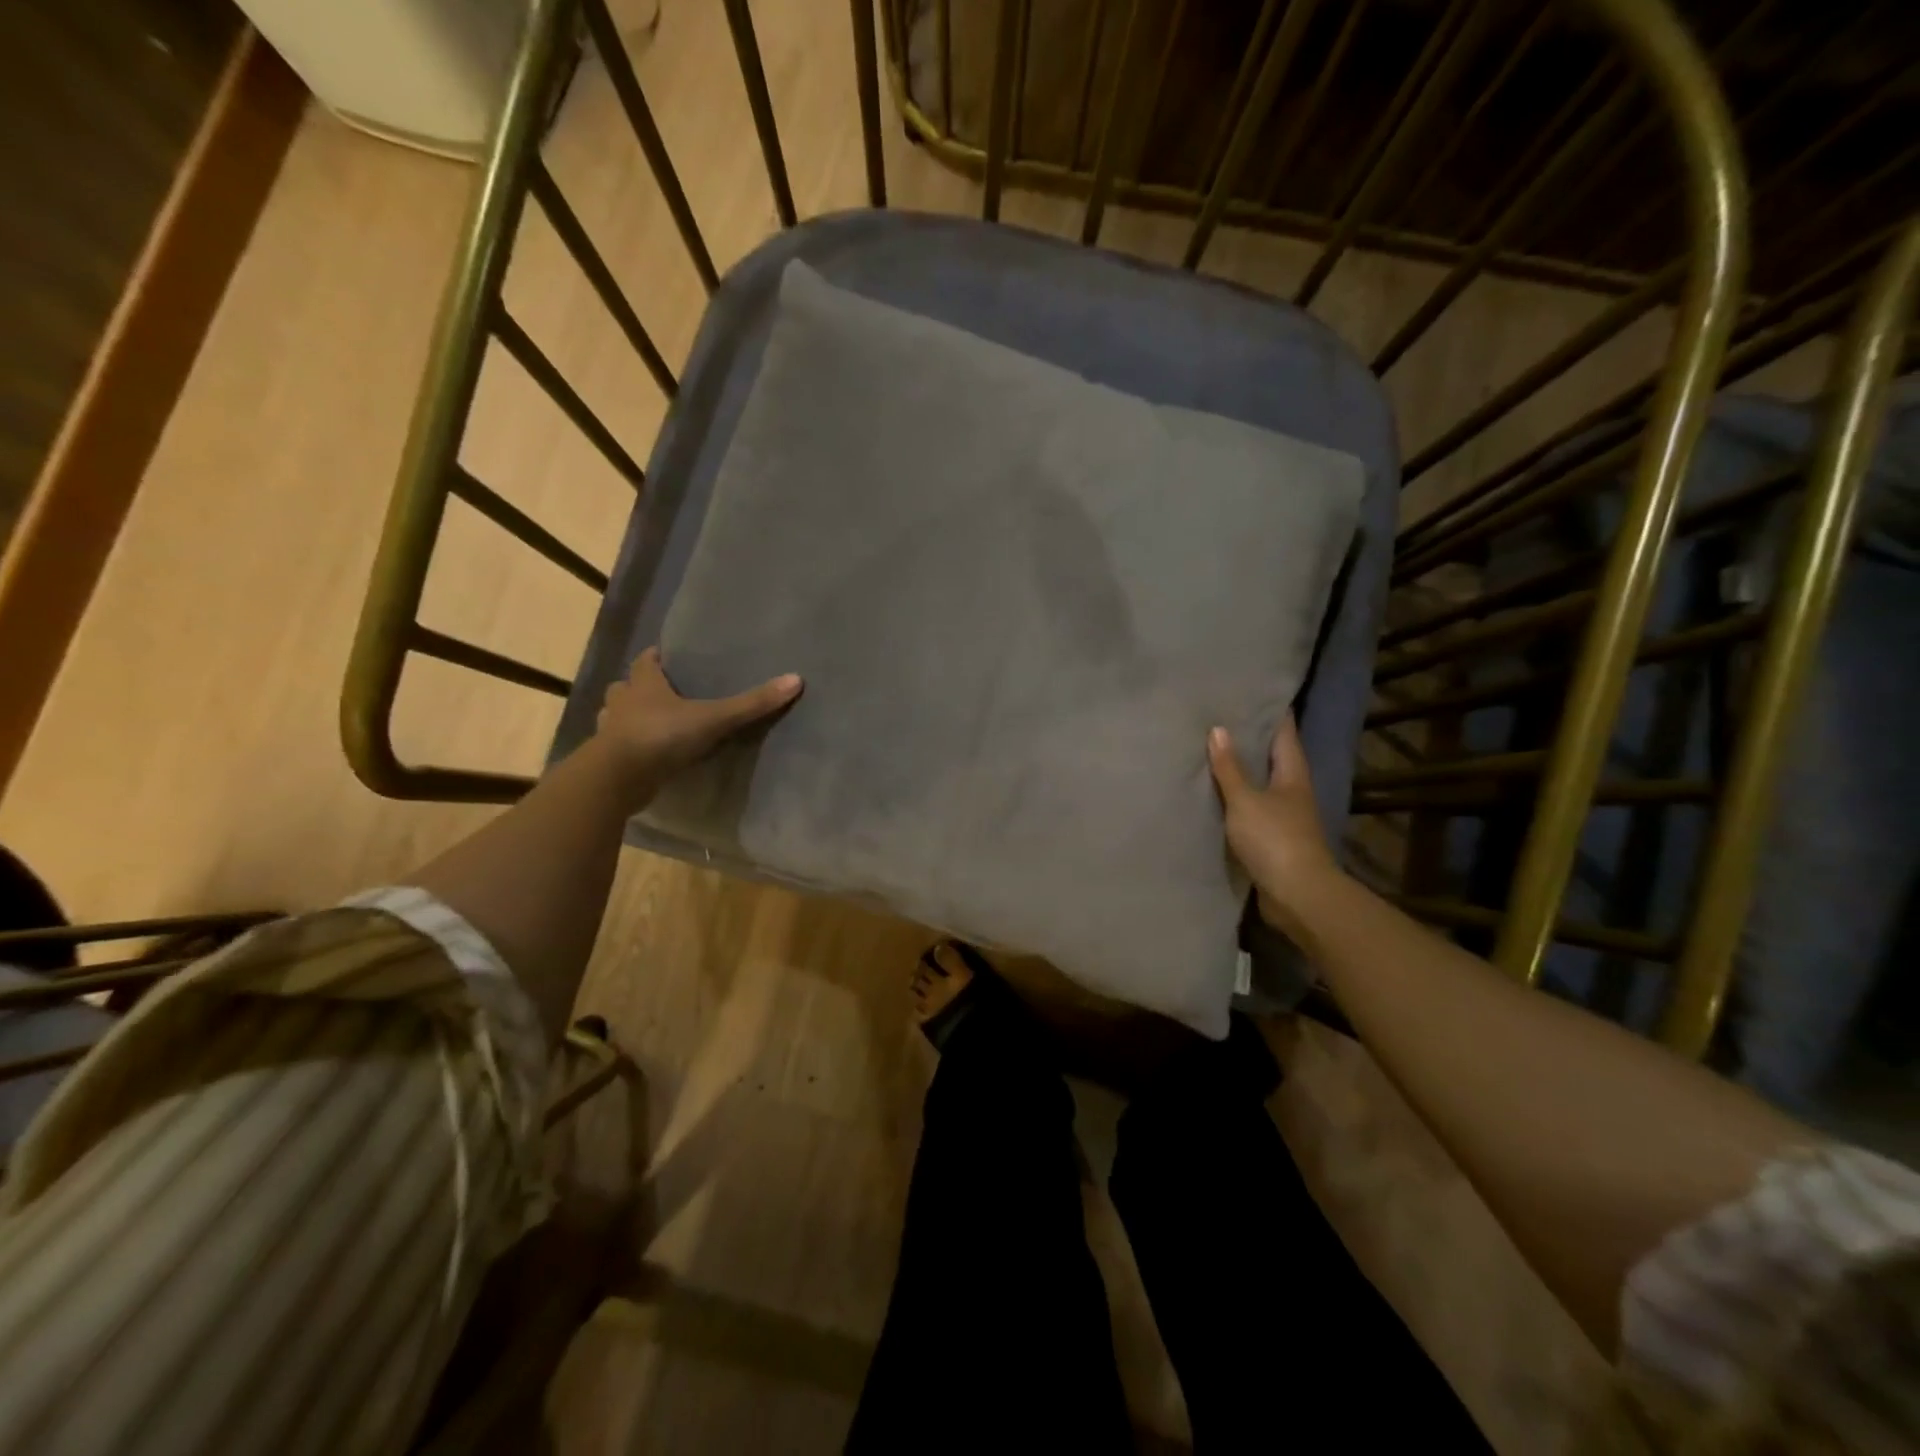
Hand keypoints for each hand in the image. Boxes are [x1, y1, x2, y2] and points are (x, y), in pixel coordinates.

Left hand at [593, 647, 801, 802]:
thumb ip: (751, 704)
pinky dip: (628, 747)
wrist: (618, 778)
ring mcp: (610, 731)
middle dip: (639, 688)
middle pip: (626, 686)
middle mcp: (622, 702)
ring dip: (628, 717)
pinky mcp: (607, 758)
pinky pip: (618, 746)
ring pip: (615, 716)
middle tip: (662, 693)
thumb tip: (795, 679)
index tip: (667, 656)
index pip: (645, 660)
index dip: (656, 657)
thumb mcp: (713, 718)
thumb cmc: (662, 736)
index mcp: (643, 684)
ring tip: (651, 724)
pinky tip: (645, 756)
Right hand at [1207, 714, 1342, 934]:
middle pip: (1272, 756)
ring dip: (1241, 769)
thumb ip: (1230, 768)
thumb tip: (1218, 729)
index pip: (1284, 732)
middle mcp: (1292, 790)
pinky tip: (1213, 793)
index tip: (1251, 691)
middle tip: (1220, 716)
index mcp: (1293, 773)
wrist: (1297, 895)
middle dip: (1251, 738)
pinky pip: (1251, 808)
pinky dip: (1235, 797)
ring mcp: (1284, 815)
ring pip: (1261, 783)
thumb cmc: (1274, 839)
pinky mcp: (1273, 838)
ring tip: (1210, 750)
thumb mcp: (1246, 800)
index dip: (1271, 711)